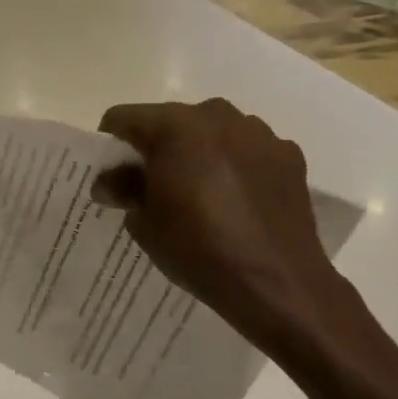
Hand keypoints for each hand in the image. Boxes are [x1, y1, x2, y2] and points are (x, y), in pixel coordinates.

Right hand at [93, 99, 357, 362]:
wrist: (276, 282)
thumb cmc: (198, 249)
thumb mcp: (145, 224)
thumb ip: (124, 190)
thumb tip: (109, 182)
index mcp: (174, 128)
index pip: (124, 118)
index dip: (110, 143)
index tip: (111, 172)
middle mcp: (217, 116)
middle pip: (170, 120)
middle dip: (156, 147)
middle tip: (152, 185)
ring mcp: (258, 132)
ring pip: (212, 131)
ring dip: (198, 152)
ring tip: (198, 193)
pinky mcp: (288, 153)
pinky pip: (247, 149)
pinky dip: (235, 164)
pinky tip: (236, 200)